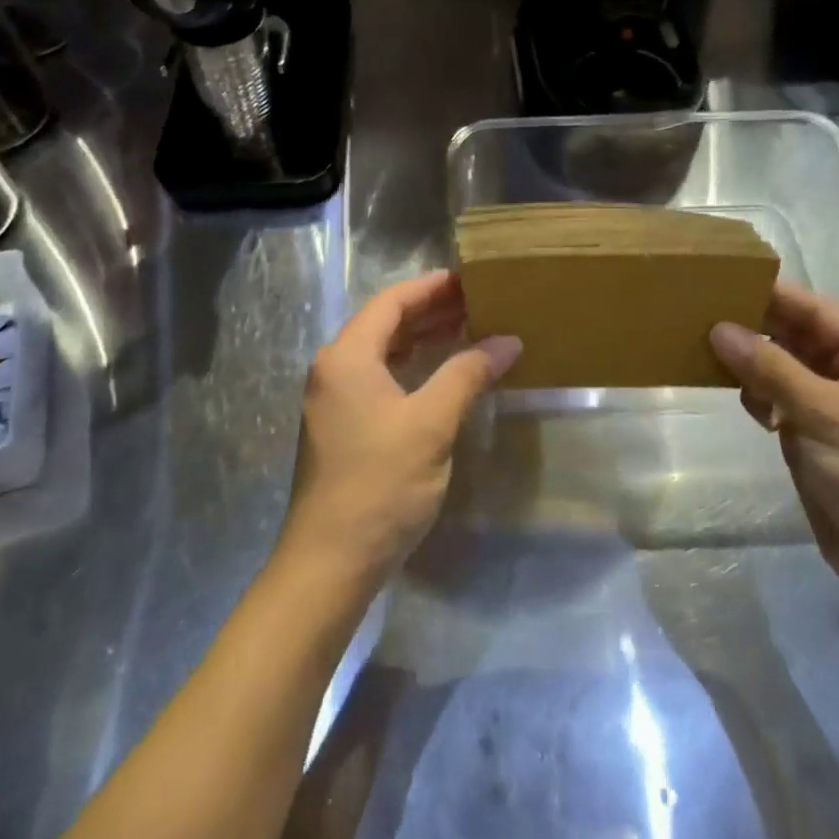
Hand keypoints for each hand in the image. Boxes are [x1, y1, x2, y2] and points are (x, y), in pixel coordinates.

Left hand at [282, 271, 520, 584]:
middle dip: (431, 310)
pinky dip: (412, 366)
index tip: (471, 277)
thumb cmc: (380, 484)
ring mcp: (334, 398)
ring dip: (422, 337)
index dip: (432, 286)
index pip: (392, 301)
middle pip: (385, 323)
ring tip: (469, 327)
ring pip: (382, 351)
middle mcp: (333, 368)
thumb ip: (467, 375)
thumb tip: (508, 341)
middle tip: (479, 301)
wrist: (331, 560)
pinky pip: (380, 377)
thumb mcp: (430, 424)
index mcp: (347, 356)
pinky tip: (443, 372)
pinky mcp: (342, 424)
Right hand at [709, 280, 838, 613]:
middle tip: (699, 316)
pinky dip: (759, 396)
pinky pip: (781, 401)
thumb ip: (770, 368)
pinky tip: (739, 397)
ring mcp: (838, 407)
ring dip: (752, 363)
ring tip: (705, 351)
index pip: (816, 311)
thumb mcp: (824, 414)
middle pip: (798, 338)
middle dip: (754, 328)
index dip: (770, 295)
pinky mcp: (818, 437)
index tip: (719, 281)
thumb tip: (719, 329)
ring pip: (784, 369)